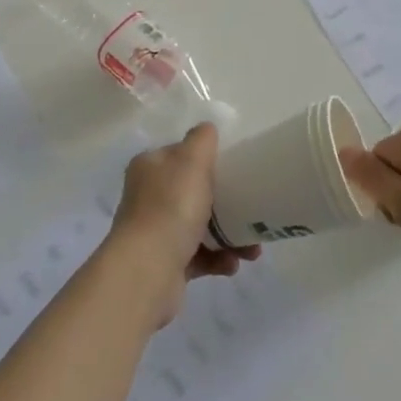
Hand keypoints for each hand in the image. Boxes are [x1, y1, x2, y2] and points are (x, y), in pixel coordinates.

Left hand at [108, 123, 260, 327]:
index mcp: (150, 168)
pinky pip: (200, 257)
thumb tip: (207, 129)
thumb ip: (203, 138)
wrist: (147, 271)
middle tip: (252, 210)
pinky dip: (219, 259)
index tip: (235, 169)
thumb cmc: (171, 207)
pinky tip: (233, 263)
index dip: (208, 159)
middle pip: (194, 192)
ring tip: (252, 249)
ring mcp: (156, 232)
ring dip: (229, 235)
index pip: (181, 155)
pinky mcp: (166, 264)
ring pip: (201, 227)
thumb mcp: (192, 159)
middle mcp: (149, 197)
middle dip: (227, 202)